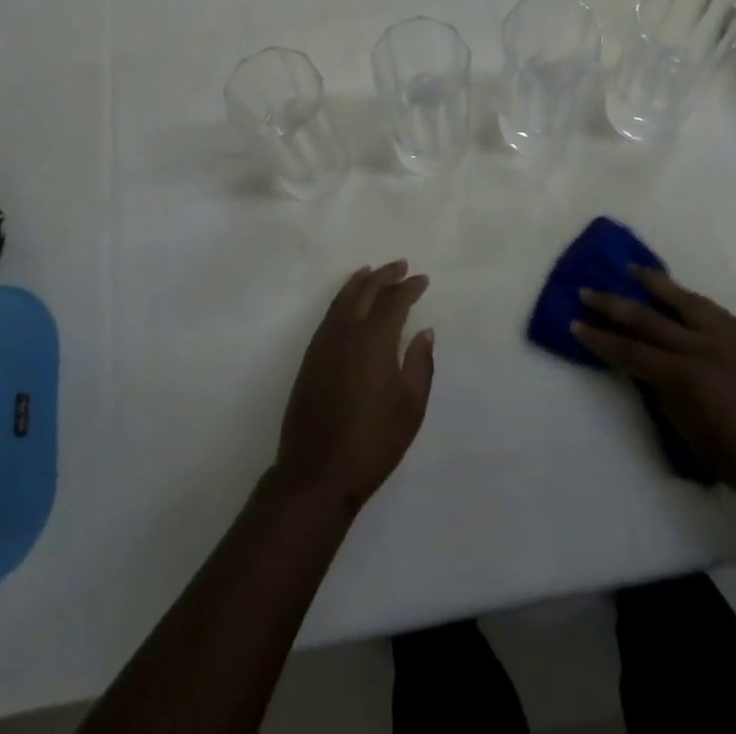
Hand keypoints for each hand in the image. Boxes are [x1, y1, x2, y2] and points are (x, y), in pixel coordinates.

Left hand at [275, 261, 434, 513]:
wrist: (317, 471)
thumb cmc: (373, 442)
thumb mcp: (410, 407)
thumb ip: (420, 363)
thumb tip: (424, 330)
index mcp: (374, 339)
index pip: (394, 300)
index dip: (409, 287)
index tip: (423, 280)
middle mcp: (346, 331)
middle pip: (365, 290)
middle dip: (385, 275)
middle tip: (401, 265)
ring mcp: (324, 341)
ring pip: (343, 298)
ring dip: (361, 281)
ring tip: (373, 271)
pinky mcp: (311, 356)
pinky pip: (330, 313)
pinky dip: (343, 298)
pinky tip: (349, 302)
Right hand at [573, 267, 735, 512]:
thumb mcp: (688, 432)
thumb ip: (663, 393)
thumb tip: (645, 369)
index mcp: (683, 376)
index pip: (629, 350)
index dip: (599, 339)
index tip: (575, 324)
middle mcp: (701, 347)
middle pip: (647, 319)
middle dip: (612, 305)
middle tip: (587, 292)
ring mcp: (725, 339)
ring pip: (682, 300)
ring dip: (654, 284)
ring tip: (633, 269)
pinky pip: (709, 309)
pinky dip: (687, 297)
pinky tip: (679, 293)